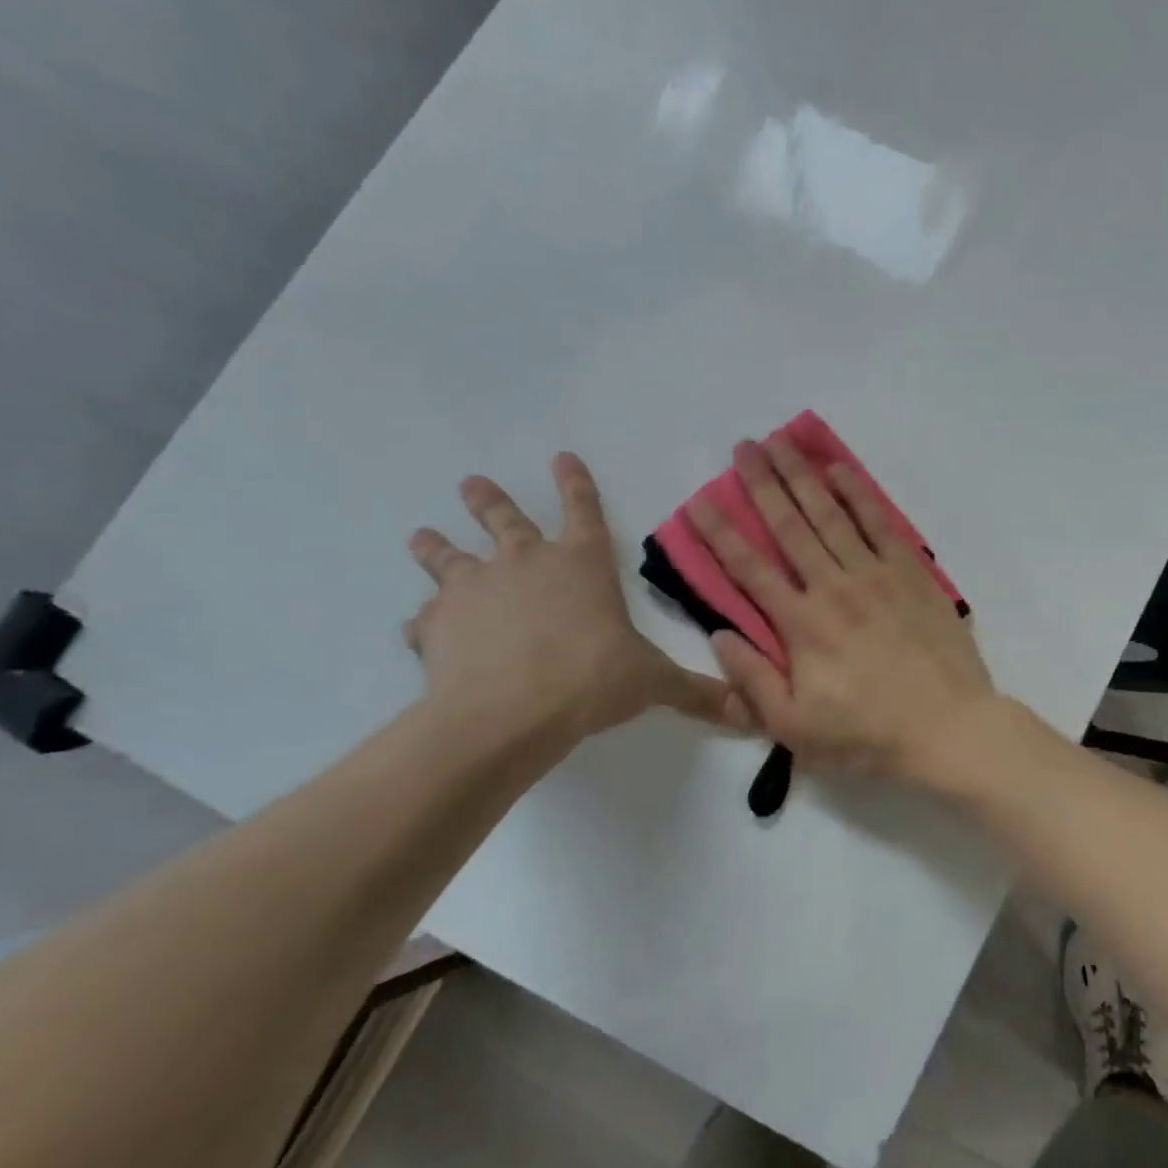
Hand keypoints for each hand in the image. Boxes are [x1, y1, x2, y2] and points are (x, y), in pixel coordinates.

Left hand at [407, 453, 745, 746]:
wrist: (509, 711)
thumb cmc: (592, 679)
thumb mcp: (654, 683)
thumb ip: (696, 692)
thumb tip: (748, 711)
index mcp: (582, 565)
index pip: (584, 511)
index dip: (577, 484)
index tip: (562, 456)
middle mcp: (525, 565)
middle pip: (506, 521)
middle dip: (491, 500)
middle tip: (472, 482)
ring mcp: (475, 590)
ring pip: (450, 558)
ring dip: (437, 547)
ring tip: (421, 535)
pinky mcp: (437, 626)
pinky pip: (427, 620)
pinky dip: (425, 623)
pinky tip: (418, 629)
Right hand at [687, 436, 995, 782]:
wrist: (948, 728)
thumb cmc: (868, 736)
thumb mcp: (795, 728)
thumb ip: (752, 681)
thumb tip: (720, 635)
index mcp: (801, 625)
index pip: (749, 569)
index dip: (721, 533)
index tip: (699, 501)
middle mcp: (834, 587)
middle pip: (790, 526)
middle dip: (763, 483)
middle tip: (743, 446)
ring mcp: (876, 575)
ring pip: (832, 514)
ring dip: (804, 476)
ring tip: (782, 441)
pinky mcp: (912, 574)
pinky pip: (881, 523)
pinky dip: (860, 493)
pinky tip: (841, 470)